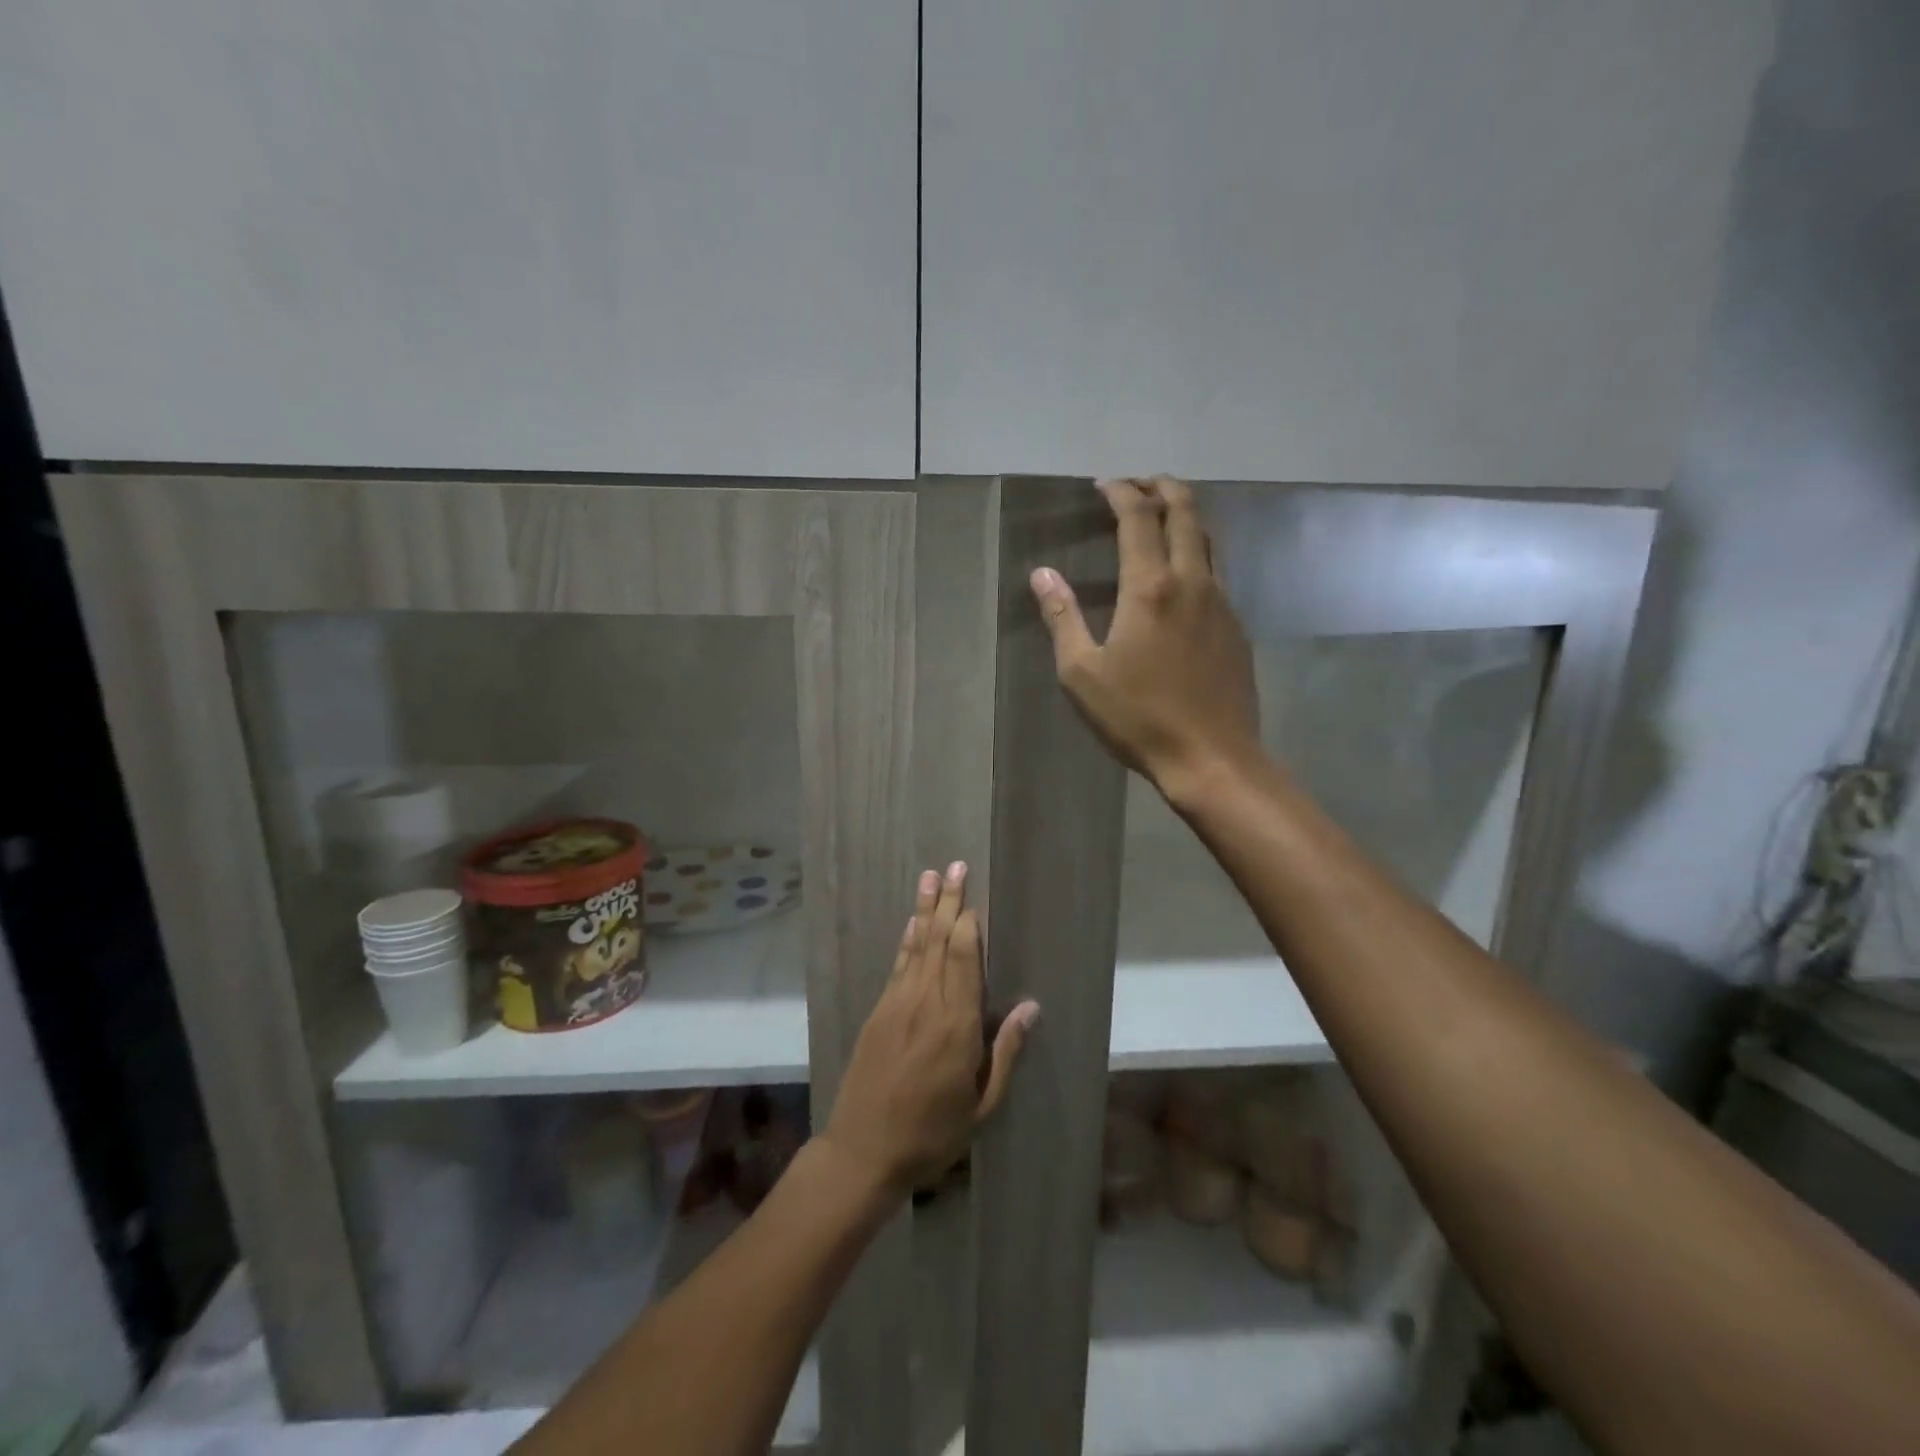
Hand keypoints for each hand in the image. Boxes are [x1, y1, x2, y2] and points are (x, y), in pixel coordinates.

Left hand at [822, 863, 1037, 1195]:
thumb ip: (1005, 1053)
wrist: (862, 1152)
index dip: (968, 925)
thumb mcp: (981, 1106)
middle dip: (948, 902)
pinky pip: (898, 966)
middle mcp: (925, 1004)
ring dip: (925, 909)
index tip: (974, 896)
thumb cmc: (932, 1135)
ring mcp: (897, 1004)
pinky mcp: (879, 1013)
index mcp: (956, 1026)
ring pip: (916, 946)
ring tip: (930, 876)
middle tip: (955, 865)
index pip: (964, 960)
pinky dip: (907, 941)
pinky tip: (913, 923)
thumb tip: (1030, 1007)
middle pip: (939, 942)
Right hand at [1030, 477, 1262, 795]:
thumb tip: (1042, 575)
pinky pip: (1218, 571)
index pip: (1139, 518)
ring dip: (1186, 515)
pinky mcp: (1236, 626)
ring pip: (1209, 539)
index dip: (1122, 493)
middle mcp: (1191, 582)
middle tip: (1140, 483)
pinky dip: (1198, 551)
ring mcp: (1222, 603)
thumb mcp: (1081, 673)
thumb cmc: (1138, 717)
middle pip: (1186, 513)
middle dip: (1162, 488)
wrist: (1211, 757)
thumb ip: (1062, 618)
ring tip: (1164, 514)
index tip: (1104, 485)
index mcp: (1149, 588)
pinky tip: (1183, 573)